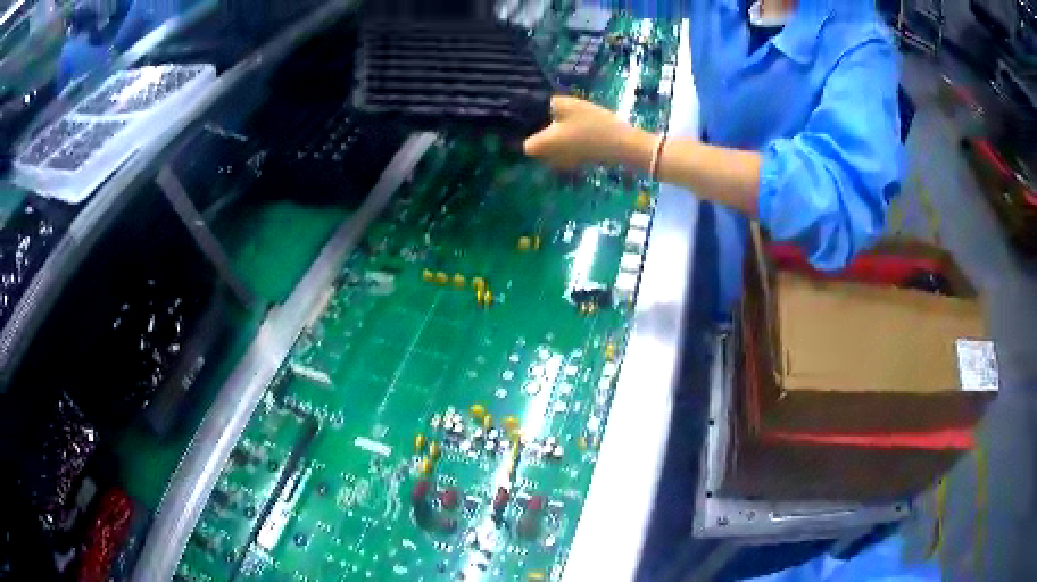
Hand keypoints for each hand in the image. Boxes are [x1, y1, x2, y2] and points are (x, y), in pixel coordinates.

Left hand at [523, 95, 638, 169]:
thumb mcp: (567, 105)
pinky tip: (582, 129)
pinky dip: (571, 141)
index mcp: (542, 145)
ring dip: (558, 137)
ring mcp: (566, 162)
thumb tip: (545, 106)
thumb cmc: (591, 124)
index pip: (525, 144)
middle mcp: (550, 158)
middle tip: (552, 116)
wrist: (622, 145)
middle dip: (543, 133)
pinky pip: (568, 150)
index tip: (536, 119)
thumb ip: (549, 104)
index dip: (528, 132)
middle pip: (539, 147)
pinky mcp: (581, 162)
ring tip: (568, 120)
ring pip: (554, 149)